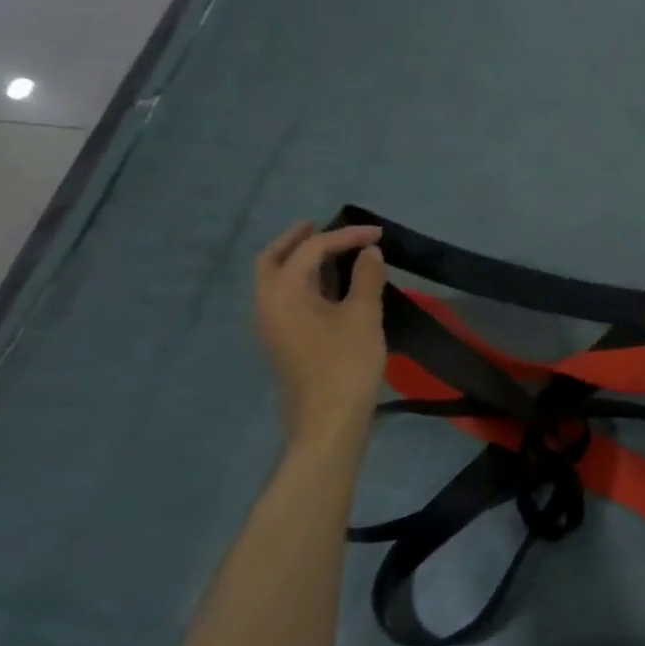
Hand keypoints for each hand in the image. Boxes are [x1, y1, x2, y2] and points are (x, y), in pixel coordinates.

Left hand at [254, 222, 386, 446]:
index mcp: (283, 291)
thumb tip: (369, 252)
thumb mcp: (363, 315)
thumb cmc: (346, 363)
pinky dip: (301, 282)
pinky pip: (284, 298)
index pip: (312, 249)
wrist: (328, 420)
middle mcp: (267, 303)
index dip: (346, 236)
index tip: (377, 233)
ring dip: (297, 260)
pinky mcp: (281, 341)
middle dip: (297, 239)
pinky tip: (328, 286)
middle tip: (321, 225)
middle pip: (273, 259)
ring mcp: (270, 325)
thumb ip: (366, 277)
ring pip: (275, 280)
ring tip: (328, 252)